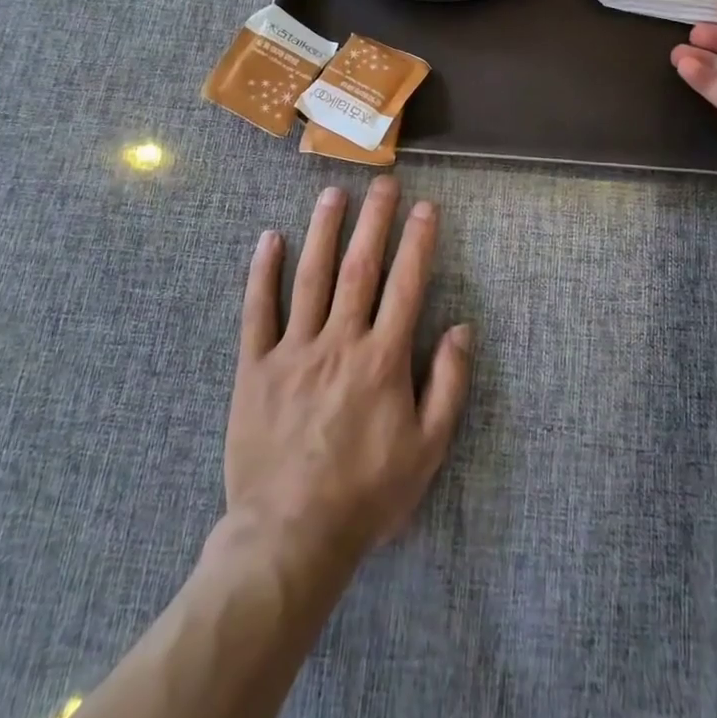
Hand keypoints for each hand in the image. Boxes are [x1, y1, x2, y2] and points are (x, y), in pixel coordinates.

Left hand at [226, 177, 472, 574]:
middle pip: (359, 267)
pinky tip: (269, 238)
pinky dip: (263, 273)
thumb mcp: (427, 449)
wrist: (290, 536)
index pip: (406, 285)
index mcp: (382, 359)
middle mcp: (339, 342)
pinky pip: (257, 311)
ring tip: (333, 193)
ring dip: (323, 230)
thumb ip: (448, 385)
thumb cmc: (367, 494)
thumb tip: (461, 328)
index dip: (418, 241)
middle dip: (374, 219)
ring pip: (310, 277)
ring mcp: (293, 351)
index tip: (426, 207)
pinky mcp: (255, 368)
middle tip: (383, 180)